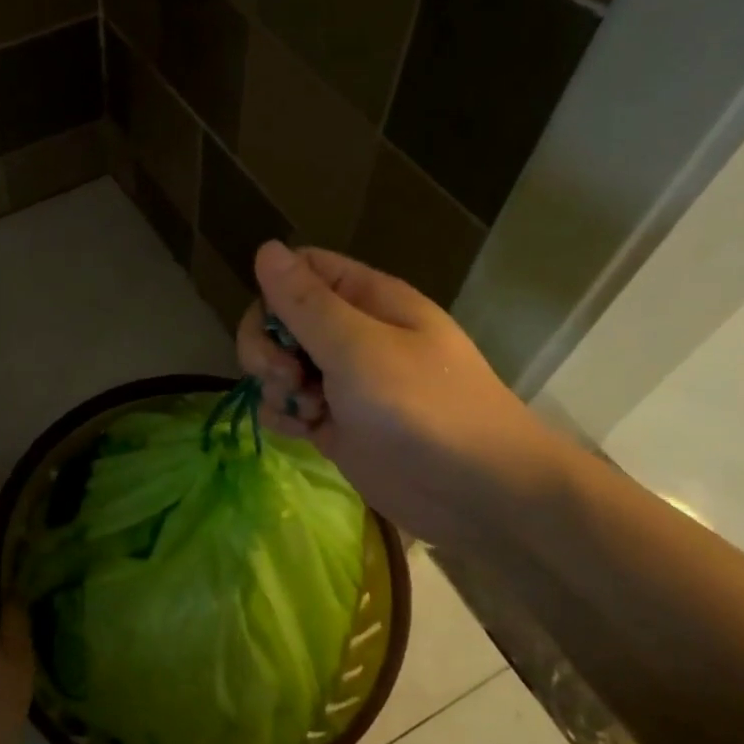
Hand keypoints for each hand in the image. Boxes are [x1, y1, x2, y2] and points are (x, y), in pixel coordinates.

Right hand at [237, 242, 564, 546]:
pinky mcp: (335, 422)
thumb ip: (305, 303)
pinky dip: (285, 414)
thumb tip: (265, 247)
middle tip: (285, 375)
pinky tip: (301, 431)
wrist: (478, 496)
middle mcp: (352, 333)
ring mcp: (342, 380)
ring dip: (274, 384)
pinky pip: (289, 404)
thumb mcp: (358, 349)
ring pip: (279, 363)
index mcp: (367, 300)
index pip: (301, 270)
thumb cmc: (423, 409)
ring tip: (304, 409)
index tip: (275, 328)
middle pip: (280, 318)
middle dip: (267, 346)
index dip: (275, 293)